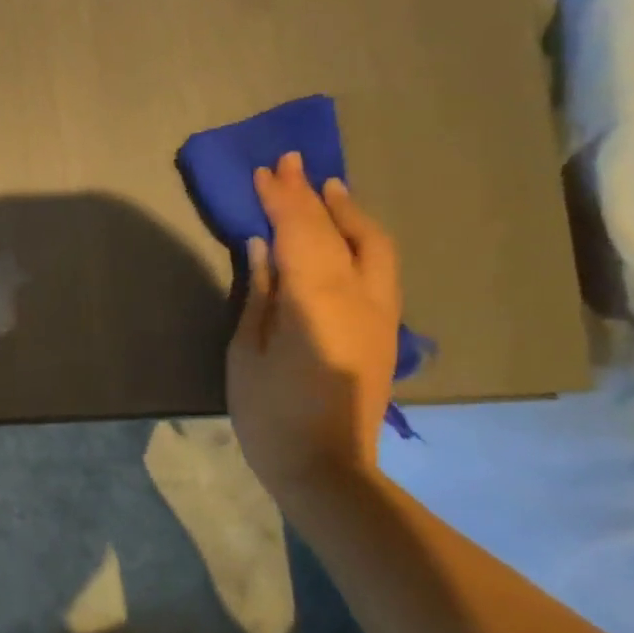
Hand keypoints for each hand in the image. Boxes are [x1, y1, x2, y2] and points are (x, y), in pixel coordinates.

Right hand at [226, 151, 399, 495]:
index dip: (283, 198)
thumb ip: (260, 292)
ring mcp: (381, 313)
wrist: (326, 468)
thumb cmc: (270, 413)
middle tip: (292, 164)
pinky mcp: (385, 330)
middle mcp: (361, 297)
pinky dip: (362, 238)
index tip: (265, 170)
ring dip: (348, 212)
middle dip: (315, 194)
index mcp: (319, 301)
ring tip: (327, 189)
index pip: (302, 232)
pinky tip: (345, 234)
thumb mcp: (248, 351)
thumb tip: (263, 245)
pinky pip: (379, 266)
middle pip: (341, 231)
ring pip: (375, 245)